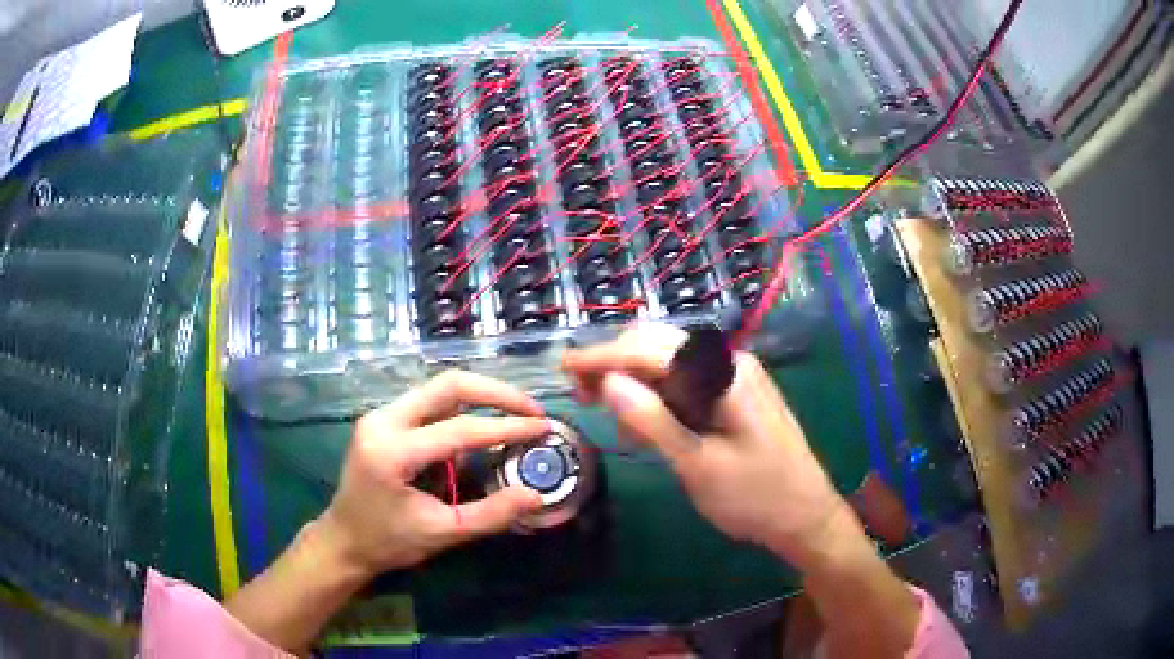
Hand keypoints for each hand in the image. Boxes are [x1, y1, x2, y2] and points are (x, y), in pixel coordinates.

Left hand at [318, 370, 546, 576]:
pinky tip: (483, 424)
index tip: (543, 427)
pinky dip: (462, 408)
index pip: (461, 429)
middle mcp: (383, 420)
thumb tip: (536, 495)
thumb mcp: (442, 533)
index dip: (507, 428)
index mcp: (393, 451)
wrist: (343, 540)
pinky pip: (429, 402)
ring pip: (438, 388)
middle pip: (448, 385)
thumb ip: (491, 514)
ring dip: (481, 396)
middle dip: (496, 393)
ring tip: (516, 415)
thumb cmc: (388, 542)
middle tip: (532, 410)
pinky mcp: (382, 419)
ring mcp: (380, 415)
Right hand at [561, 324, 844, 569]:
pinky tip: (644, 425)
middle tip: (583, 395)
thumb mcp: (698, 464)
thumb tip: (608, 382)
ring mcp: (733, 378)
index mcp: (724, 374)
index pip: (652, 350)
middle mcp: (729, 363)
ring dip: (634, 380)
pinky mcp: (733, 396)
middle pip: (659, 346)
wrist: (805, 516)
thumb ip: (653, 420)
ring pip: (669, 363)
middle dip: (616, 363)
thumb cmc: (755, 496)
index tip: (565, 367)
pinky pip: (686, 383)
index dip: (604, 356)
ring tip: (609, 412)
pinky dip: (658, 396)